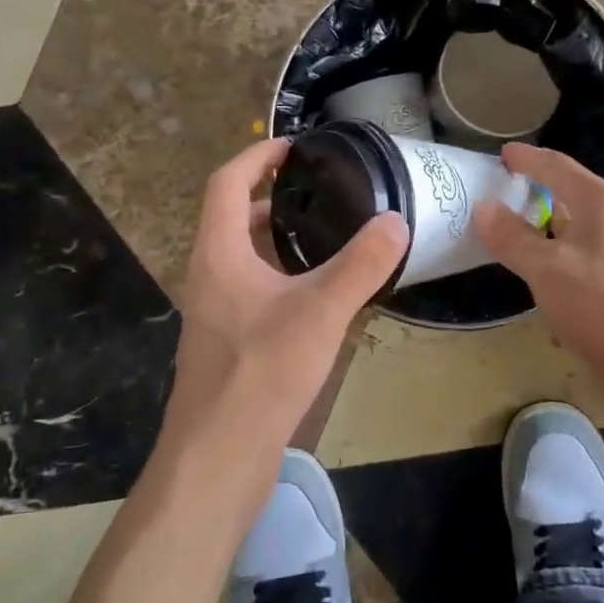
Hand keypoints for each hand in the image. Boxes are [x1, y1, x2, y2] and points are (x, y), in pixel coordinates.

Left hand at [159, 140, 407, 484]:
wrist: (218, 455)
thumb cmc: (262, 372)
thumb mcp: (321, 311)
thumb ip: (361, 264)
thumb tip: (396, 220)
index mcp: (218, 253)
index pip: (227, 183)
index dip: (257, 156)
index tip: (293, 147)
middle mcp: (207, 274)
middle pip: (231, 216)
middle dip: (270, 196)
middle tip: (318, 191)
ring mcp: (213, 310)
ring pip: (241, 255)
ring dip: (274, 237)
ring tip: (324, 234)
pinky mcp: (226, 340)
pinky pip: (250, 288)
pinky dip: (278, 273)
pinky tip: (315, 293)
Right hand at [474, 144, 603, 439]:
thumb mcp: (547, 269)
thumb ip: (512, 237)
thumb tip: (482, 206)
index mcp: (601, 203)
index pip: (557, 167)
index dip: (528, 159)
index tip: (501, 154)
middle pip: (569, 193)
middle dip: (534, 190)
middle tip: (496, 192)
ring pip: (574, 229)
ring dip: (543, 225)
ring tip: (506, 229)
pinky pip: (579, 257)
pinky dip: (554, 255)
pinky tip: (536, 272)